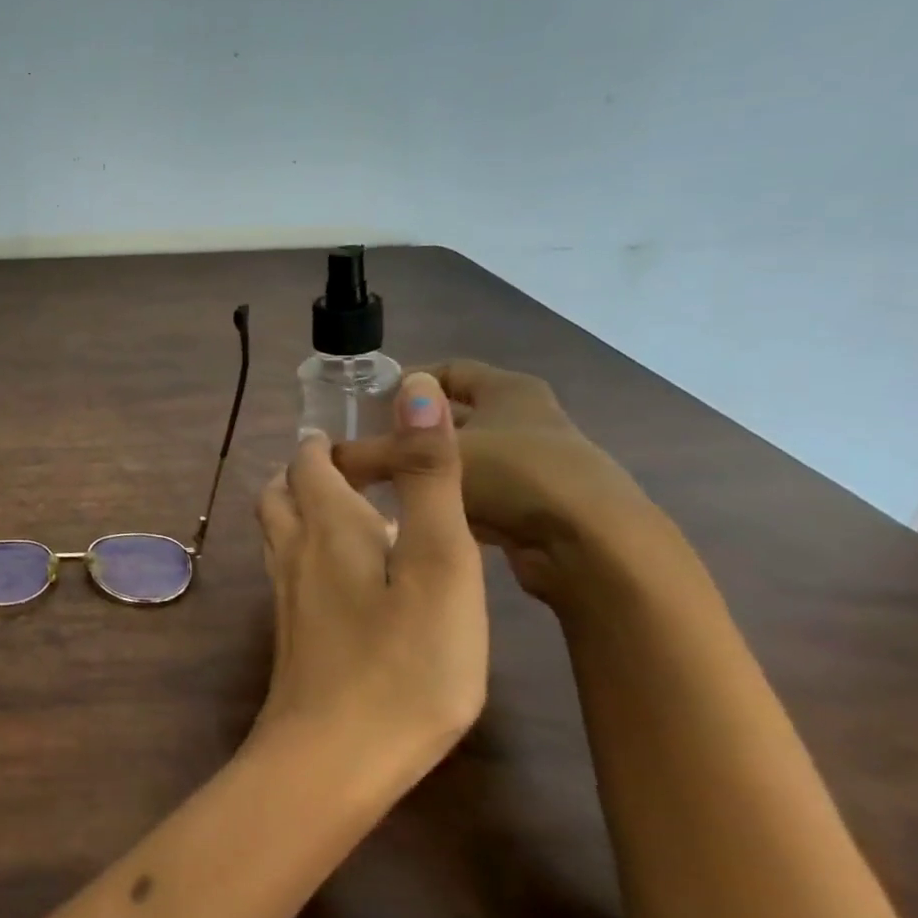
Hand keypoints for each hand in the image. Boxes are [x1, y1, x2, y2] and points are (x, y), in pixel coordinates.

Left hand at [254, 372, 486, 771]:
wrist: (334, 757)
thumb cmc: (405, 663)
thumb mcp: (440, 564)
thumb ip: (427, 477)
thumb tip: (413, 389)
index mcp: (326, 523)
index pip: (309, 461)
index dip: (329, 444)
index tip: (365, 440)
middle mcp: (293, 549)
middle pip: (281, 491)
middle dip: (308, 471)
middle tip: (353, 472)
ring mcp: (285, 594)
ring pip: (277, 530)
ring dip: (300, 508)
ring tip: (346, 514)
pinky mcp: (291, 632)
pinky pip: (287, 568)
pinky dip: (306, 550)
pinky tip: (342, 577)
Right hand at [332, 360, 656, 603]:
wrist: (593, 546)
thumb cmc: (513, 476)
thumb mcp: (428, 459)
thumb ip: (373, 455)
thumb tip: (324, 456)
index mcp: (509, 391)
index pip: (450, 370)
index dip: (409, 382)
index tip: (370, 403)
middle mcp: (527, 421)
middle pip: (455, 418)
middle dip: (412, 433)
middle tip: (366, 448)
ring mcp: (536, 466)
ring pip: (464, 461)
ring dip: (428, 472)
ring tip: (383, 487)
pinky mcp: (536, 508)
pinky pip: (477, 496)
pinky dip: (448, 502)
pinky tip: (418, 517)